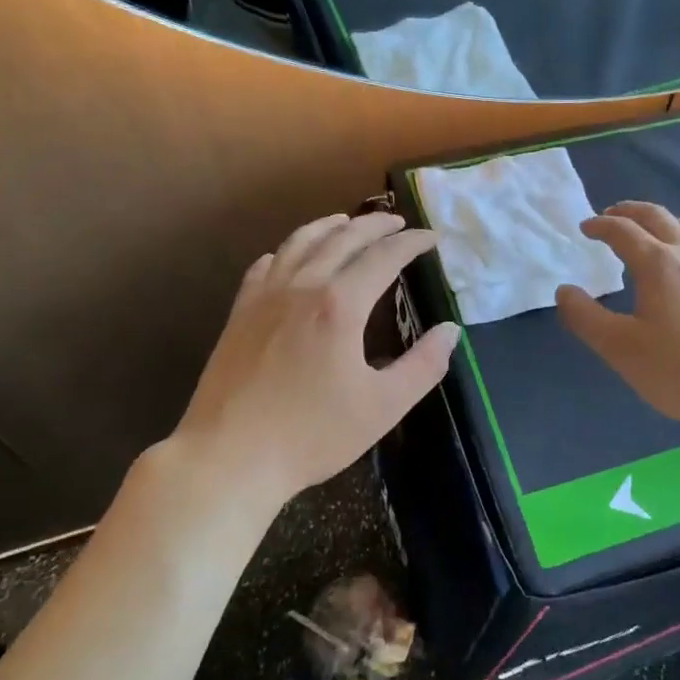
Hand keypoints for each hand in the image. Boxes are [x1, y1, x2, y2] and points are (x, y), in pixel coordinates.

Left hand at [169, 211, 458, 512]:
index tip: (432, 238)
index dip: (411, 243)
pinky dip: (287, 251)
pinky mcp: (240, 314)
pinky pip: (265, 266)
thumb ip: (423, 365)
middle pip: (342, 238)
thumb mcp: (383, 407)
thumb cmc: (312, 435)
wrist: (229, 457)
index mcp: (340, 305)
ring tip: (347, 222)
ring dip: (329, 226)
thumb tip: (450, 330)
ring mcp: (265, 297)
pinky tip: (290, 257)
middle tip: (398, 222)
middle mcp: (302, 287)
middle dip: (375, 226)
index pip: (384, 257)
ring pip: (300, 243)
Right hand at [557, 202, 679, 436]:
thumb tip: (564, 291)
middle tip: (612, 214)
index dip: (601, 225)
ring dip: (668, 222)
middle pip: (659, 218)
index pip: (623, 231)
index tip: (585, 227)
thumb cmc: (679, 370)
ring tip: (656, 230)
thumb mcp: (620, 348)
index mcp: (657, 264)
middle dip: (631, 211)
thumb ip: (586, 317)